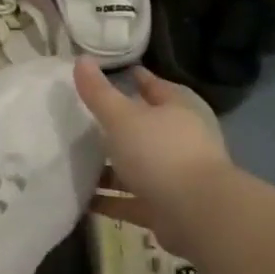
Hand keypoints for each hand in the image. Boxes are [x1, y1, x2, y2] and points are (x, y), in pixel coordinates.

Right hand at [74, 59, 229, 223]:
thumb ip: (99, 92)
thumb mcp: (122, 117)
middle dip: (119, 125)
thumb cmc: (160, 153)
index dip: (136, 79)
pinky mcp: (166, 207)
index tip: (114, 74)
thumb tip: (80, 59)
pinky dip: (110, 200)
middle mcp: (180, 141)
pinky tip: (84, 199)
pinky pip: (131, 200)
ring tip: (77, 161)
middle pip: (146, 128)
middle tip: (85, 120)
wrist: (197, 214)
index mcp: (177, 111)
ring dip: (111, 167)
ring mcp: (175, 176)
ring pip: (137, 165)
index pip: (155, 87)